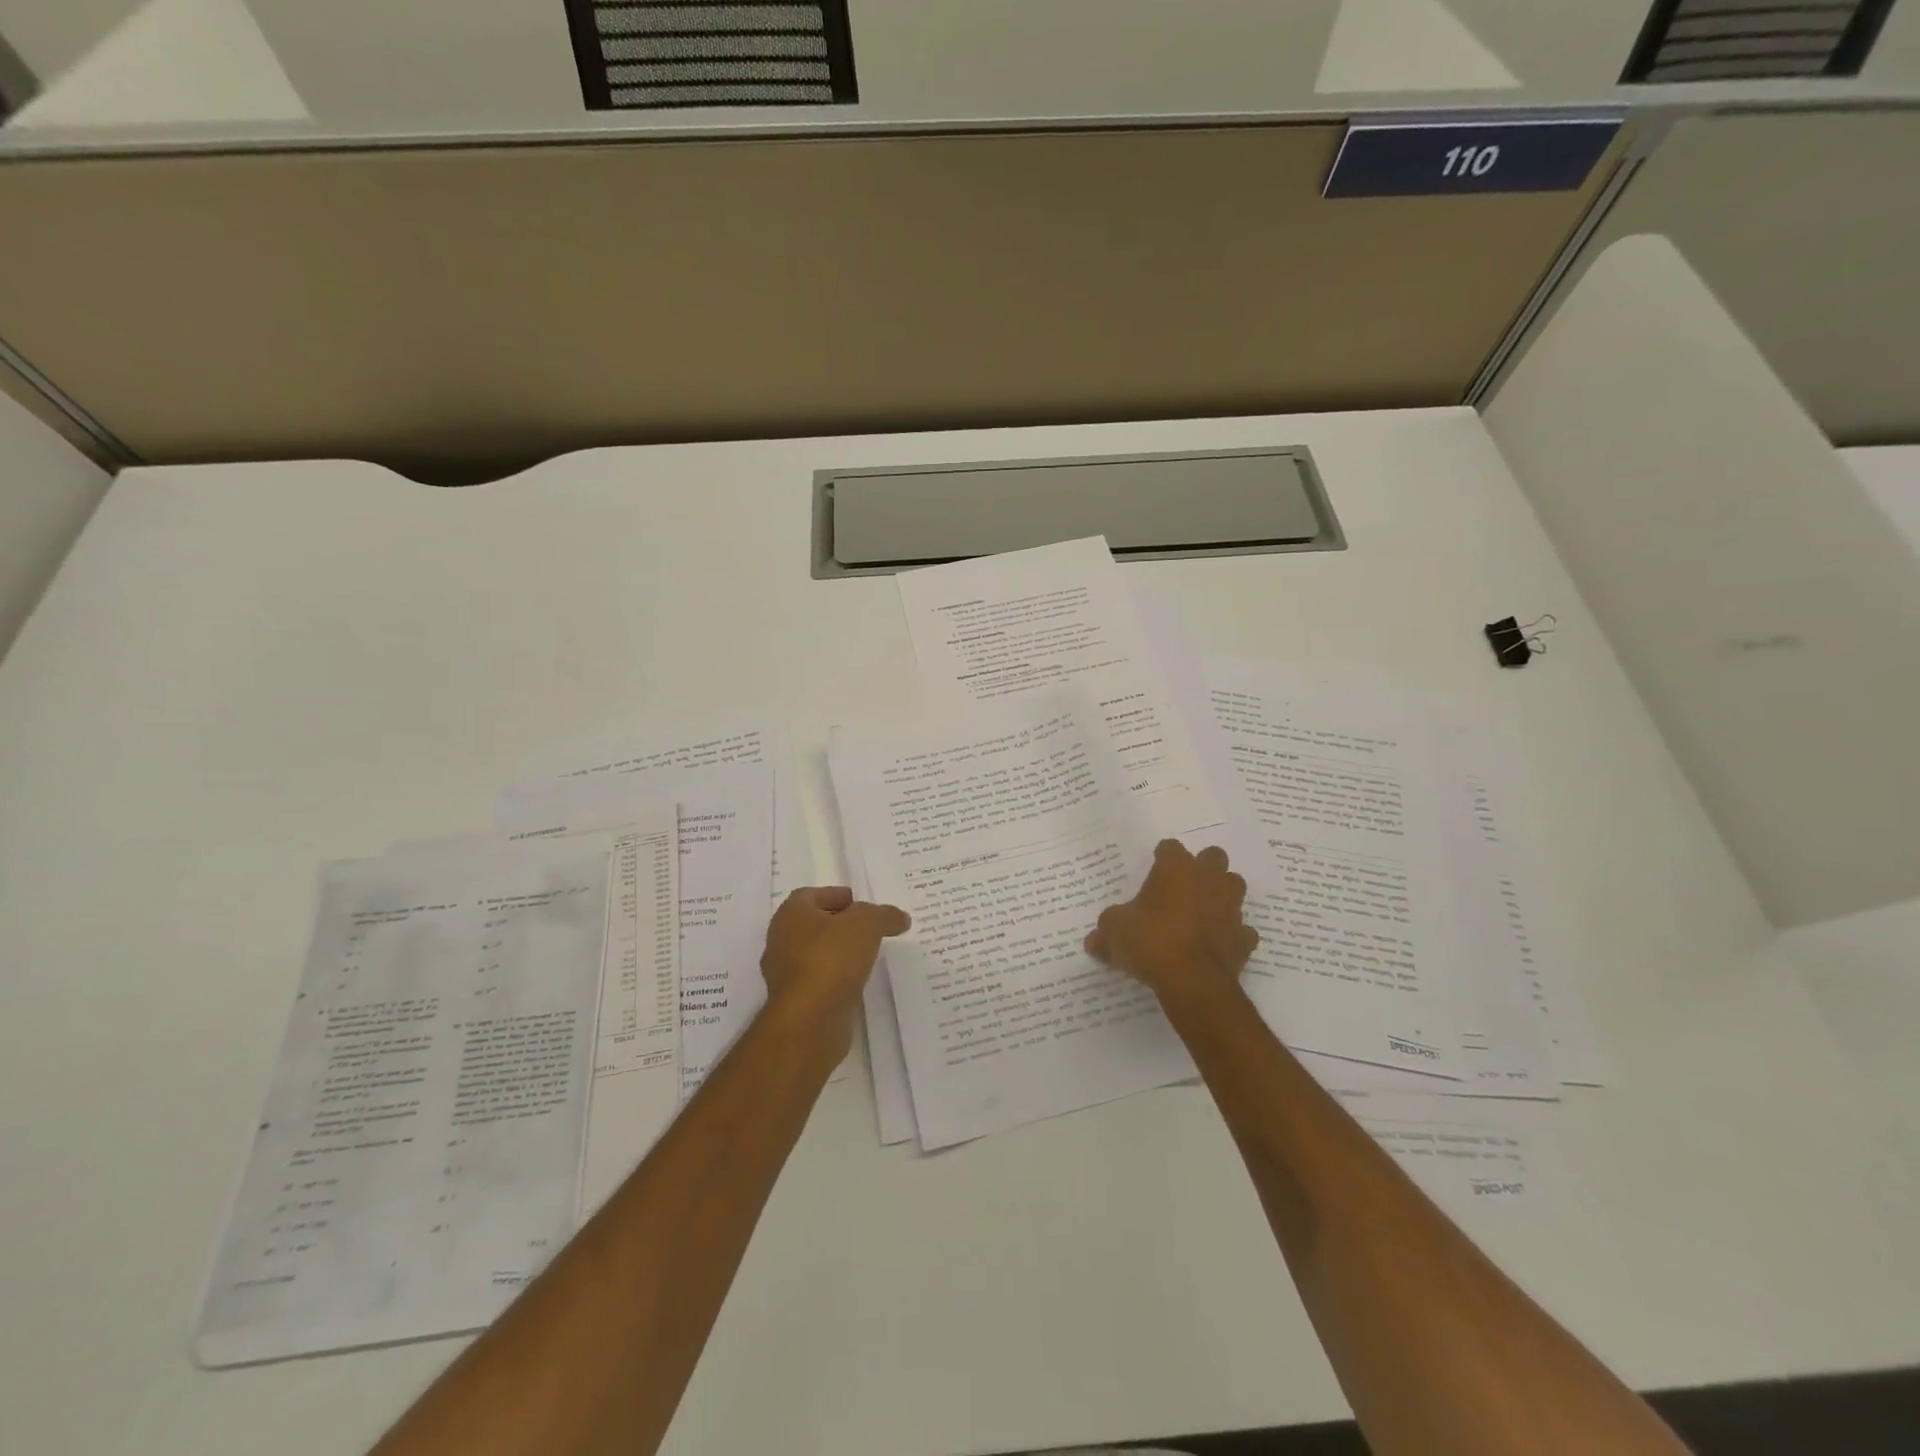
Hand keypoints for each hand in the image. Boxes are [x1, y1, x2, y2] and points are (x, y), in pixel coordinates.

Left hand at [761, 887, 910, 1053]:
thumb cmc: (831, 958)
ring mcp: (785, 975)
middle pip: (811, 924)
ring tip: (867, 954)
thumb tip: (900, 917)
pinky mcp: (795, 1003)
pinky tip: (858, 981)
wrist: (810, 1020)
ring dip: (837, 952)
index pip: (810, 895)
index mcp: (790, 915)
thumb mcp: (866, 924)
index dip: (834, 895)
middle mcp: (781, 941)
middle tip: (867, 927)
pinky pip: (819, 981)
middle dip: (838, 924)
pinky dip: (836, 978)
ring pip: (814, 954)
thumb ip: (884, 915)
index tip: (858, 902)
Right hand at [1085, 840, 1258, 1003]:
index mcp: (1176, 869)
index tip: (1154, 866)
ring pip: (1234, 887)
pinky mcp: (1244, 939)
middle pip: (1213, 857)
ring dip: (1222, 895)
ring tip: (1203, 911)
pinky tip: (1217, 944)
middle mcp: (1208, 880)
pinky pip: (1242, 930)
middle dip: (1202, 867)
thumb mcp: (1114, 933)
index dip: (1162, 856)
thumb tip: (1093, 941)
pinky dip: (1232, 934)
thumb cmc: (1150, 941)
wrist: (1192, 981)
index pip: (1170, 847)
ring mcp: (1230, 908)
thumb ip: (1106, 931)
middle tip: (1184, 885)